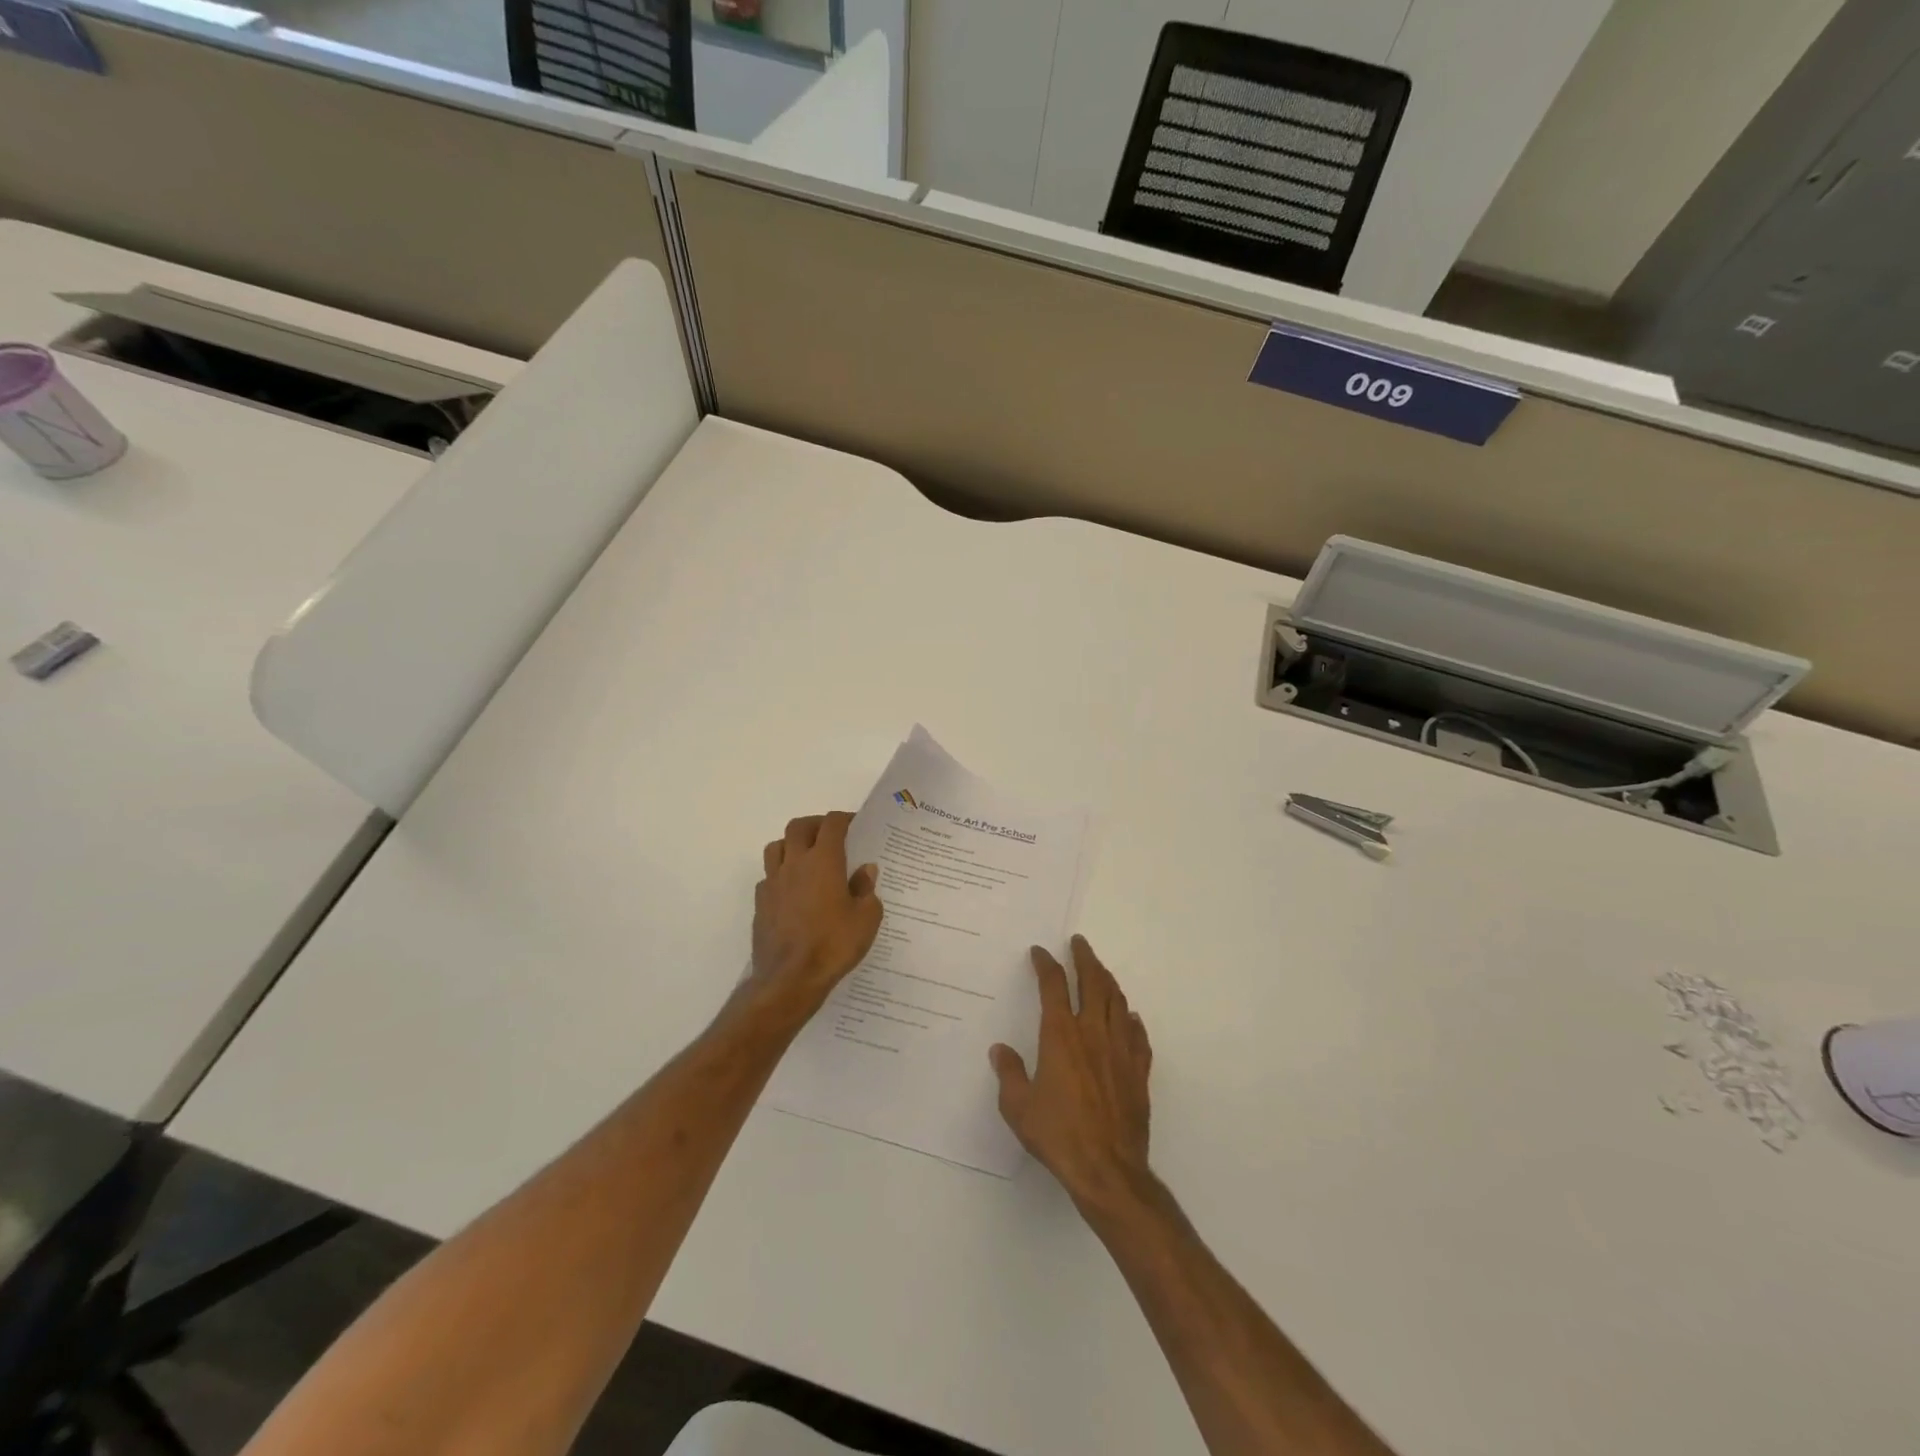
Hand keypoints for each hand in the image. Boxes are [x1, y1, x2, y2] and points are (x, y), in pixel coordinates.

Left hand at [748, 813, 882, 1017]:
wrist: (790, 979)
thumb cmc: (834, 945)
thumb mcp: (866, 918)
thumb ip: (866, 890)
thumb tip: (865, 871)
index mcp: (823, 861)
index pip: (832, 824)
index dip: (844, 819)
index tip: (854, 823)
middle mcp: (794, 864)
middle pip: (798, 827)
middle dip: (815, 824)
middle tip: (830, 835)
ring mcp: (773, 882)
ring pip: (776, 847)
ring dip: (792, 844)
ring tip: (806, 857)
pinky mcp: (760, 903)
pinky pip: (768, 876)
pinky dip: (780, 874)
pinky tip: (792, 890)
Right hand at [990, 936, 1153, 1212]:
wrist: (1108, 1170)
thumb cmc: (1058, 1135)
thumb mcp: (1019, 1107)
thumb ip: (1010, 1074)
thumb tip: (1000, 1050)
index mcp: (1061, 1035)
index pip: (1054, 986)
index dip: (1046, 964)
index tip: (1041, 952)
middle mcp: (1093, 1033)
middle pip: (1093, 983)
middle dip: (1085, 958)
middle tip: (1079, 943)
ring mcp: (1120, 1051)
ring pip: (1118, 1003)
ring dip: (1108, 981)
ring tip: (1101, 971)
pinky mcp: (1138, 1072)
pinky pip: (1138, 1036)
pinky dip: (1131, 1020)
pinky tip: (1130, 1018)